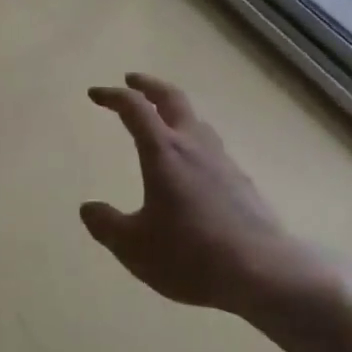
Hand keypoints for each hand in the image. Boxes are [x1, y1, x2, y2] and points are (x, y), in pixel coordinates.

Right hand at [81, 74, 306, 315]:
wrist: (263, 272)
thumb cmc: (191, 256)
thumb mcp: (135, 248)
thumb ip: (107, 226)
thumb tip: (88, 209)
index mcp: (163, 151)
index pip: (134, 108)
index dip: (112, 96)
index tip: (95, 93)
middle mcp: (193, 144)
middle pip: (171, 97)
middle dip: (148, 84)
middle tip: (132, 80)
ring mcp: (221, 160)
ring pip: (195, 119)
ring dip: (174, 110)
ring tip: (162, 120)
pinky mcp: (240, 180)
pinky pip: (210, 146)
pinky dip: (193, 139)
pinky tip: (193, 165)